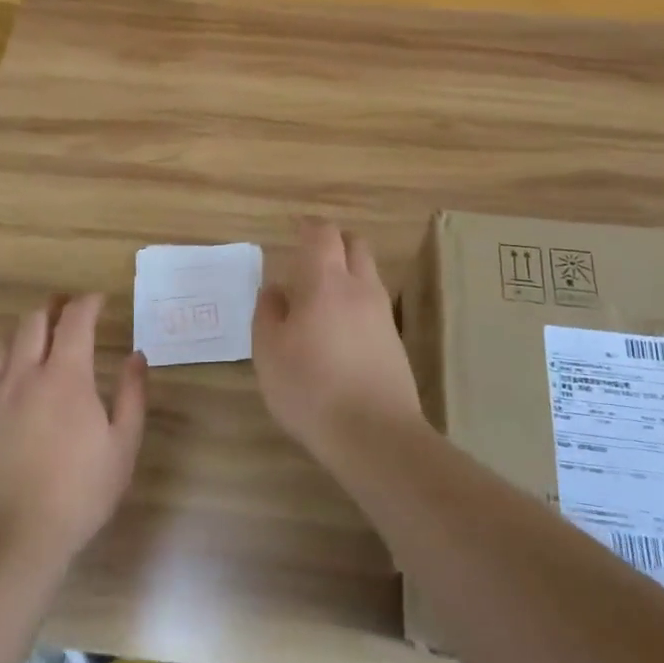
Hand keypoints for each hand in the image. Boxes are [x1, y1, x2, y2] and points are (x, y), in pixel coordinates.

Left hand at [0, 293, 147, 569]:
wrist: (11, 541)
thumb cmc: (77, 494)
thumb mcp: (122, 446)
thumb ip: (132, 395)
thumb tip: (136, 356)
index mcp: (66, 376)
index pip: (75, 319)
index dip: (88, 302)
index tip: (99, 300)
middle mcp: (24, 375)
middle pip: (33, 321)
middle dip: (53, 307)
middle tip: (67, 310)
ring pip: (3, 345)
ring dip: (23, 333)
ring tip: (35, 340)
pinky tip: (0, 382)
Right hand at [253, 220, 426, 463]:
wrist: (375, 435)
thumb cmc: (311, 388)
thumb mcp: (269, 352)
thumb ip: (268, 313)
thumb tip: (275, 290)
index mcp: (325, 282)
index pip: (323, 234)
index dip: (309, 226)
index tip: (295, 228)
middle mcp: (360, 288)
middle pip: (355, 245)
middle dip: (334, 242)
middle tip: (311, 255)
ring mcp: (382, 315)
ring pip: (368, 274)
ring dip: (348, 271)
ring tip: (322, 294)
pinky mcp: (395, 342)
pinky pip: (374, 304)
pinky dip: (357, 301)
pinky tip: (339, 328)